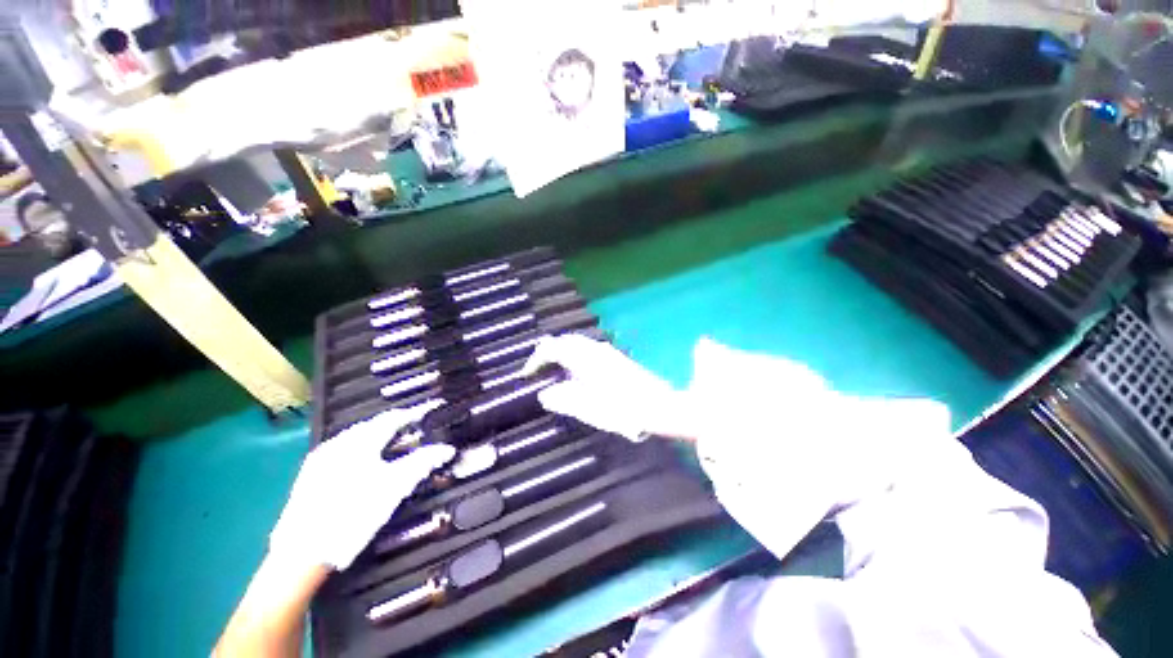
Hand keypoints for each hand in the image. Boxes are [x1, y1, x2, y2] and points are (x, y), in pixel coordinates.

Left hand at [270, 407, 455, 570]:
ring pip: (356, 437)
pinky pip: (342, 450)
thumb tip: (447, 449)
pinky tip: (366, 464)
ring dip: (378, 436)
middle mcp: (337, 443)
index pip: (393, 417)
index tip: (432, 409)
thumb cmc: (353, 515)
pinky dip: (362, 449)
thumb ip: (422, 463)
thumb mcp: (394, 488)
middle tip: (416, 428)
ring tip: (394, 444)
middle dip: (396, 424)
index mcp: (359, 442)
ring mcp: (320, 459)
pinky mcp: (310, 475)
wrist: (302, 554)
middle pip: (373, 425)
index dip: (415, 413)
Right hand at [521, 334, 684, 439]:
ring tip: (553, 368)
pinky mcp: (616, 359)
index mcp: (585, 358)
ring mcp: (608, 353)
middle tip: (537, 367)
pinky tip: (577, 371)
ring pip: (578, 344)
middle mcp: (595, 349)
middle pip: (566, 340)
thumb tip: (544, 394)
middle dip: (549, 351)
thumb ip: (562, 399)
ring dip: (562, 352)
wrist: (658, 406)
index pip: (553, 348)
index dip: (536, 359)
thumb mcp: (587, 408)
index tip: (526, 374)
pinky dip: (575, 356)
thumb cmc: (622, 408)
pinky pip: (588, 350)